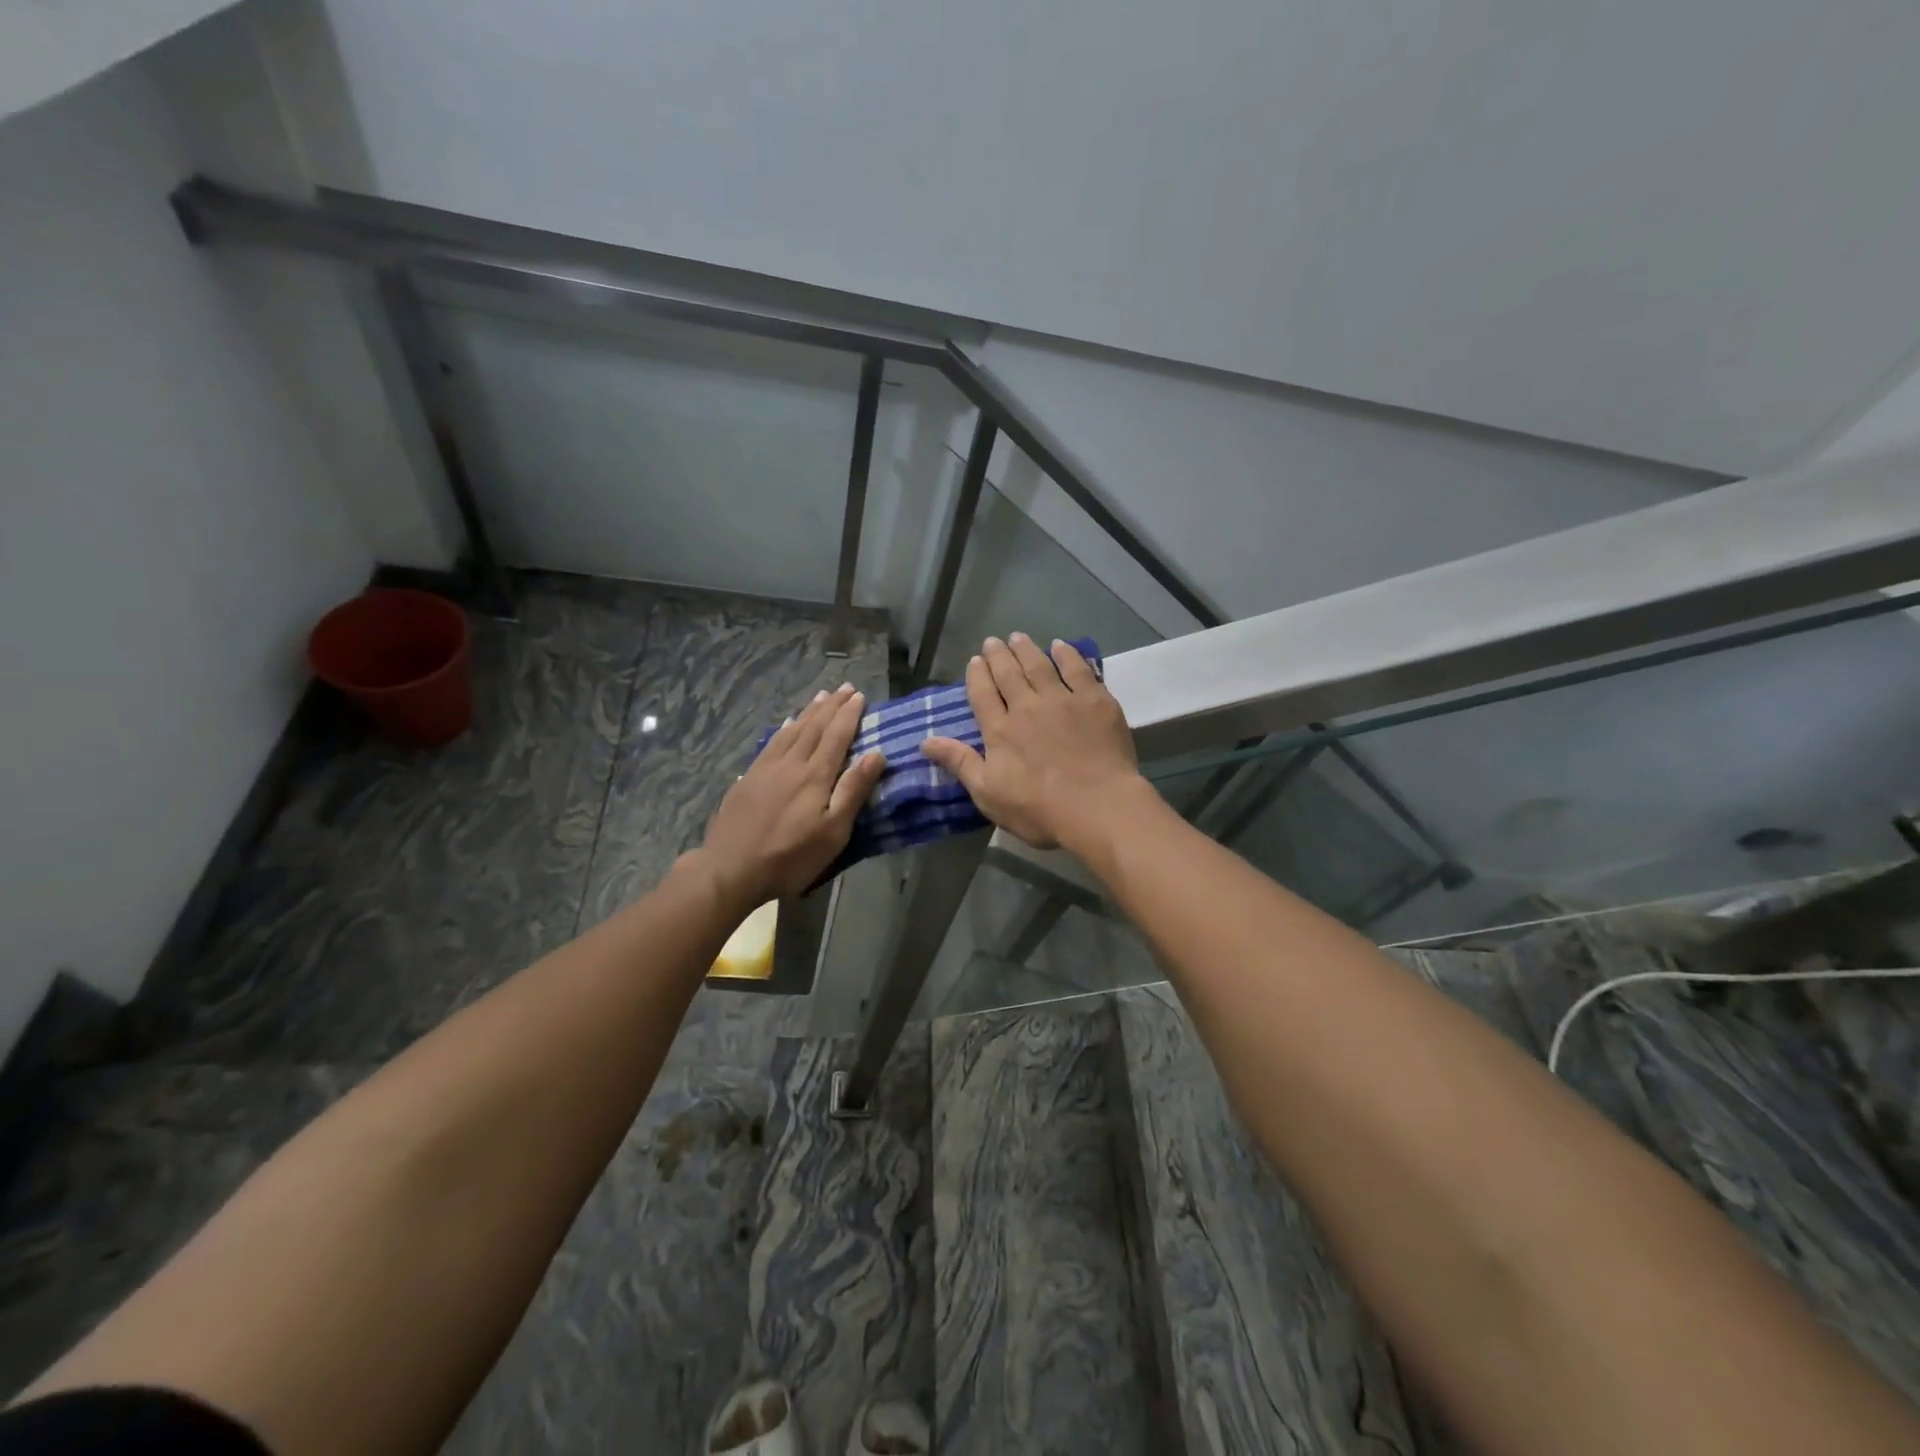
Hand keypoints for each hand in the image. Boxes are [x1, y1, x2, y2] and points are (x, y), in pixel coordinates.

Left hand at [697, 683, 885, 903]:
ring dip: (808, 712)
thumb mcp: (832, 832)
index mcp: (814, 776)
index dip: (849, 715)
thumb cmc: (790, 858)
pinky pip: (770, 743)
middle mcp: (790, 764)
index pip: (836, 737)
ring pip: (791, 731)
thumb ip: (853, 791)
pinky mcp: (747, 780)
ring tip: (821, 697)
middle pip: (813, 728)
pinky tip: (786, 724)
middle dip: (831, 706)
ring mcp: (765, 770)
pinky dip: (783, 729)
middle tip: (845, 687)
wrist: (730, 870)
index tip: (860, 695)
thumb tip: (876, 754)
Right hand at [921, 633, 1141, 849]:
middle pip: (1009, 674)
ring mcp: (1062, 699)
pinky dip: (1066, 655)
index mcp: (999, 730)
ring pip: (1039, 665)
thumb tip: (925, 741)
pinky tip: (1060, 646)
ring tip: (1018, 637)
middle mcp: (1027, 706)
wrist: (1097, 805)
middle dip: (998, 656)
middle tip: (993, 642)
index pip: (983, 694)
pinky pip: (1077, 669)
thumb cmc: (1038, 809)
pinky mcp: (1095, 700)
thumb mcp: (988, 794)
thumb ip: (959, 763)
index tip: (975, 661)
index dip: (977, 675)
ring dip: (1026, 649)